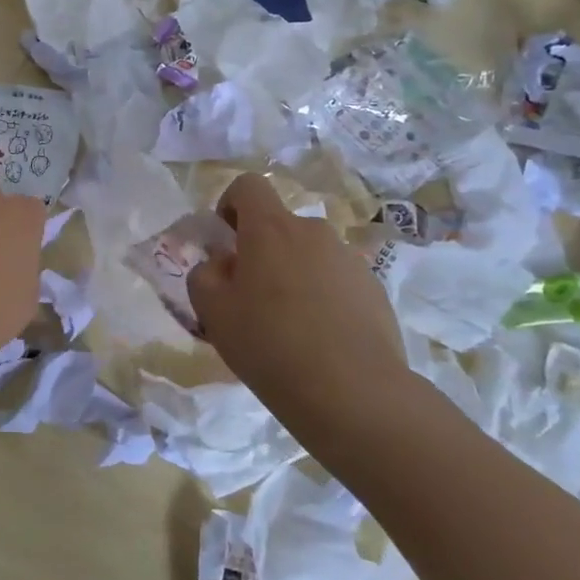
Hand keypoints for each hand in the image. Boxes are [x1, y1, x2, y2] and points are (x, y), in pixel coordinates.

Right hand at [187, 173, 409, 403]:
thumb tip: (221, 263)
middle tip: (251, 300)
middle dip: (262, 252)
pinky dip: (323, 298)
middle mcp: (313, 232)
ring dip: (294, 275)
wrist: (354, 393)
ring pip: (309, 255)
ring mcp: (350, 259)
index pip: (248, 186)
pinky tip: (320, 342)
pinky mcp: (375, 290)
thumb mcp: (212, 313)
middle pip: (280, 226)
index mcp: (271, 228)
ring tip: (288, 328)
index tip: (226, 244)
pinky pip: (337, 281)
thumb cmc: (270, 345)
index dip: (230, 206)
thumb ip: (204, 275)